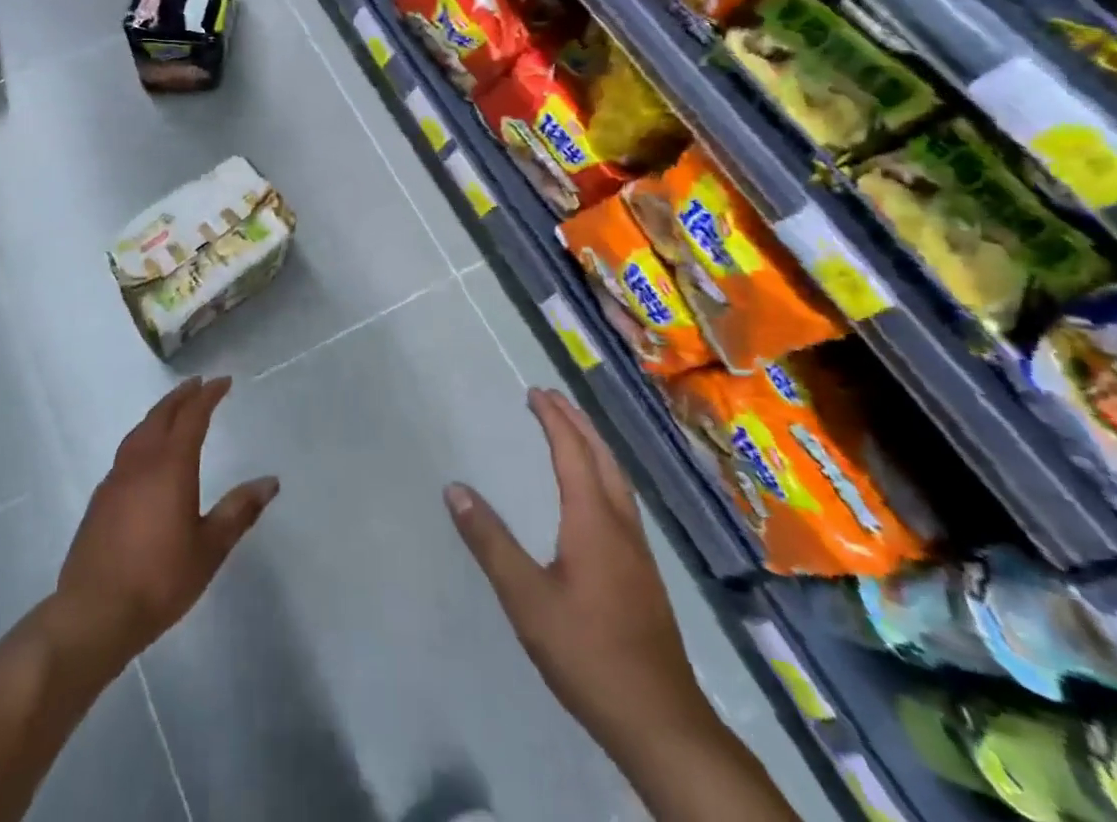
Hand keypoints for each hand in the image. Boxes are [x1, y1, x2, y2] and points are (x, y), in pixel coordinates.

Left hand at [47, 377, 278, 677]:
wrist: (95, 613)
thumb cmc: (160, 579)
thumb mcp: (210, 548)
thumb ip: (239, 511)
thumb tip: (270, 481)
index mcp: (171, 465)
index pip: (192, 416)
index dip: (209, 395)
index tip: (223, 381)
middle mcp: (141, 462)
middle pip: (162, 415)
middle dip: (181, 396)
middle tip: (198, 384)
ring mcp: (116, 478)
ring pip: (140, 431)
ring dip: (159, 413)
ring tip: (172, 410)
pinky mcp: (100, 499)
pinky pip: (126, 452)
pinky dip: (142, 438)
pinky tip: (145, 455)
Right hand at [446, 388, 712, 757]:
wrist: (661, 722)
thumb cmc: (588, 654)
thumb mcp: (526, 599)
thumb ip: (490, 541)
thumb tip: (455, 489)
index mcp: (594, 521)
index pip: (573, 453)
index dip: (554, 420)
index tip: (535, 392)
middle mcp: (621, 526)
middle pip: (602, 458)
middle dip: (577, 423)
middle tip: (552, 398)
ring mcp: (638, 551)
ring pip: (617, 480)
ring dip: (593, 447)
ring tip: (572, 431)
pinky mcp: (644, 575)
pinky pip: (621, 501)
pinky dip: (603, 474)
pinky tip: (594, 495)